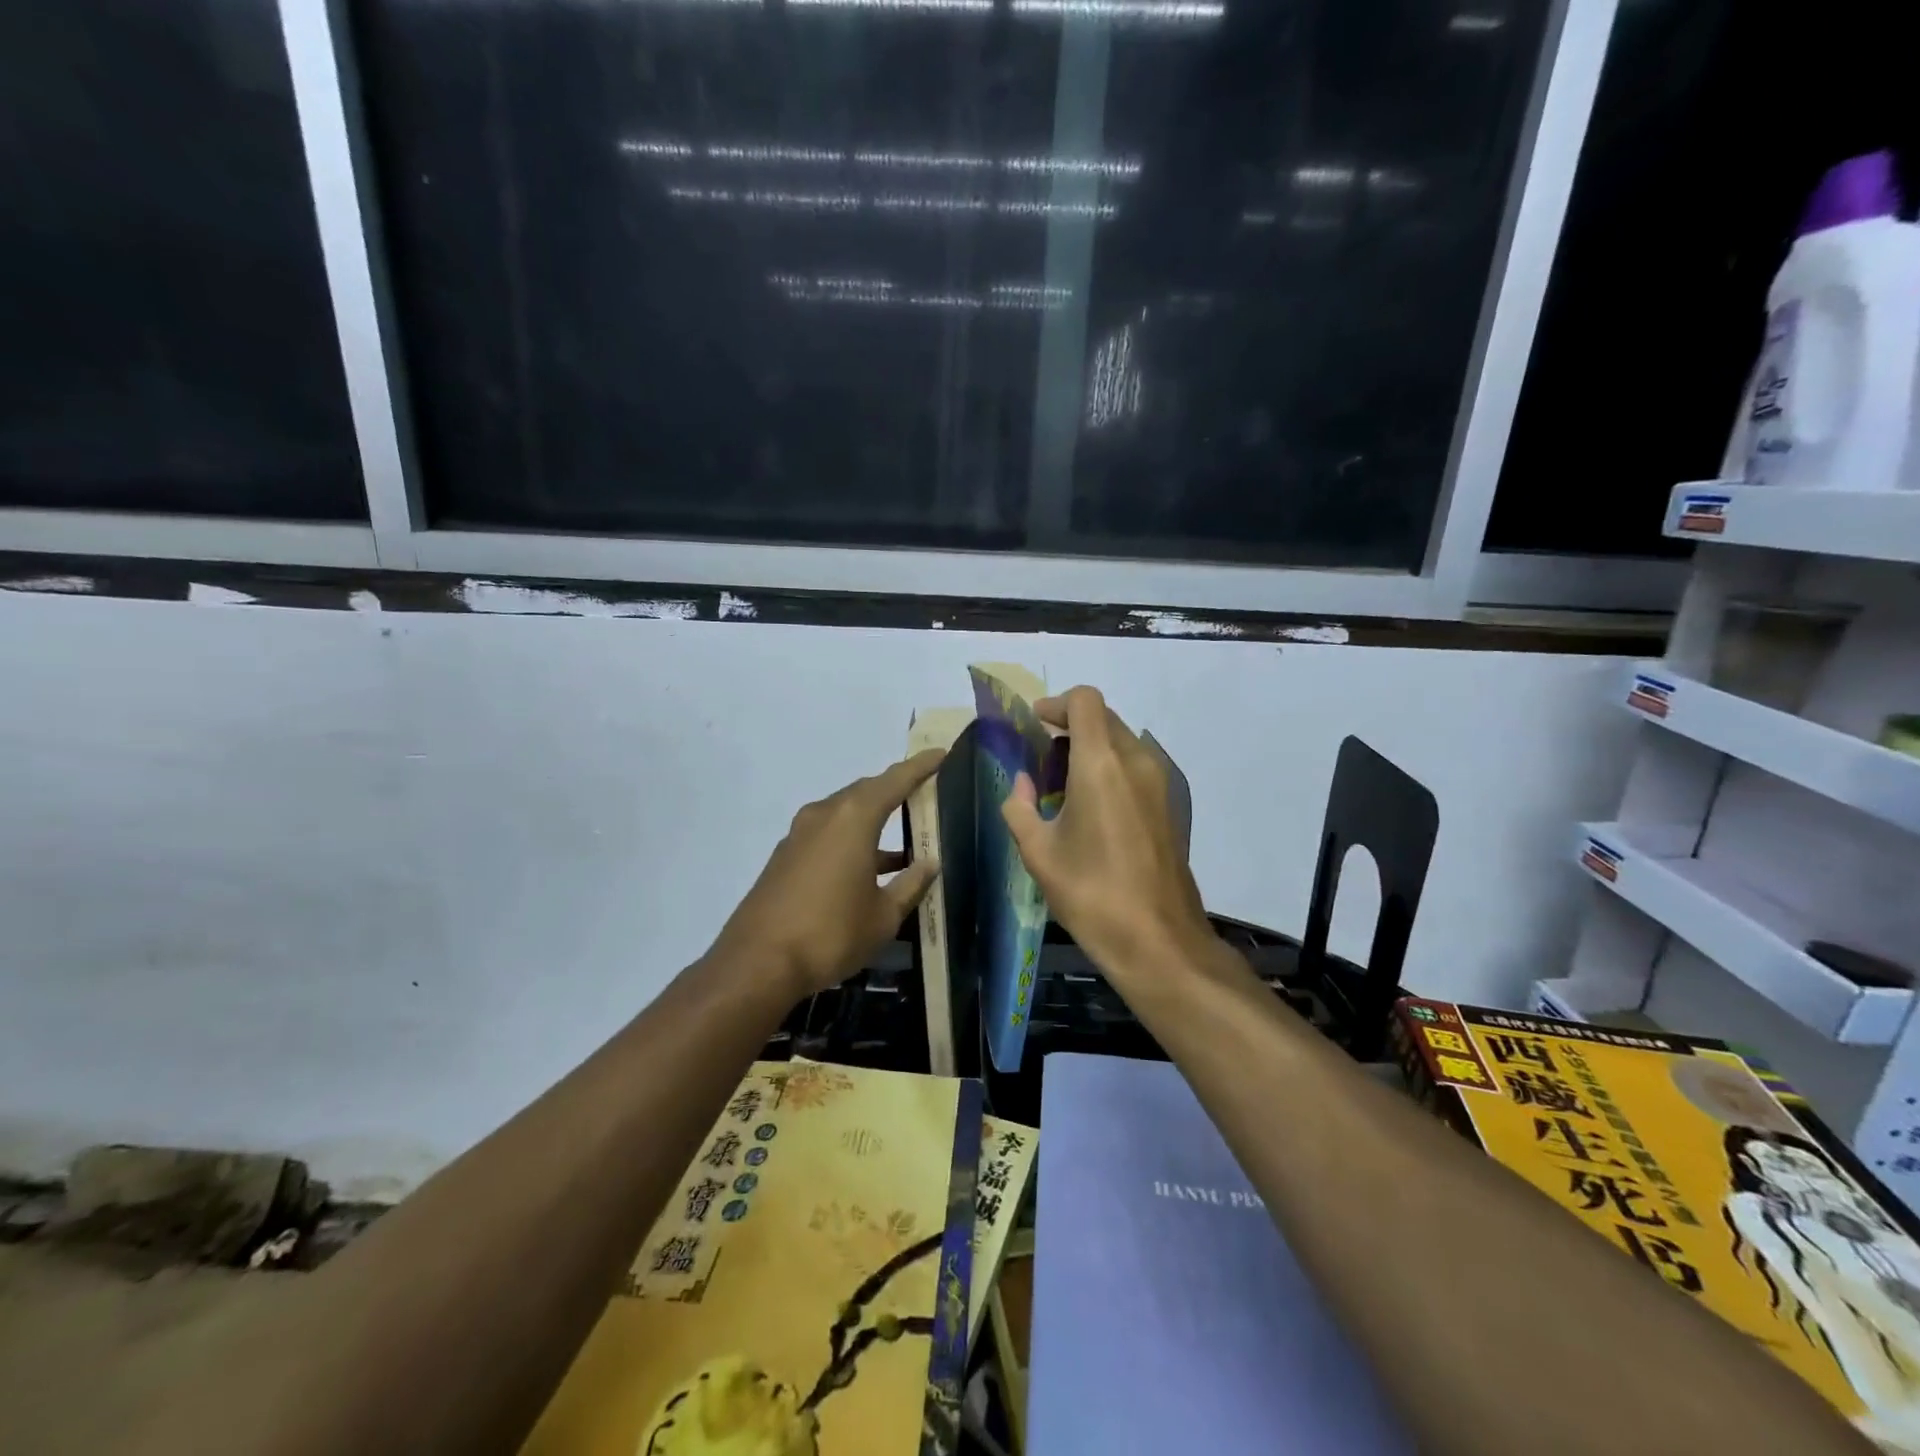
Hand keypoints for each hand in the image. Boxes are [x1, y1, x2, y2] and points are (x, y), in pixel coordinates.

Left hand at [713, 749, 945, 998]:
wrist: (758, 963)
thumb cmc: (831, 933)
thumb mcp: (883, 916)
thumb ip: (910, 884)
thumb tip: (929, 863)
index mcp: (854, 819)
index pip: (894, 781)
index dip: (919, 767)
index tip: (940, 753)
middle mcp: (824, 815)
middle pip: (866, 791)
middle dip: (895, 789)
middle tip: (923, 792)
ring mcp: (800, 835)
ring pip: (845, 813)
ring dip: (873, 819)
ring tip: (903, 839)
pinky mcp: (786, 856)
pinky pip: (828, 833)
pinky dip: (852, 839)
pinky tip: (868, 868)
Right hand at [1001, 686, 1214, 987]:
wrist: (1157, 939)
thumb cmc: (1091, 892)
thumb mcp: (1038, 852)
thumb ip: (1020, 807)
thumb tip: (1021, 784)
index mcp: (1100, 763)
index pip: (1085, 701)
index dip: (1056, 704)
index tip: (1035, 724)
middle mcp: (1135, 761)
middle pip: (1104, 717)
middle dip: (1070, 725)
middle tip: (1041, 754)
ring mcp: (1159, 783)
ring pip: (1122, 740)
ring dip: (1092, 746)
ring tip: (1062, 782)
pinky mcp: (1169, 805)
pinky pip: (1136, 766)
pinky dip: (1110, 767)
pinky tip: (1090, 806)